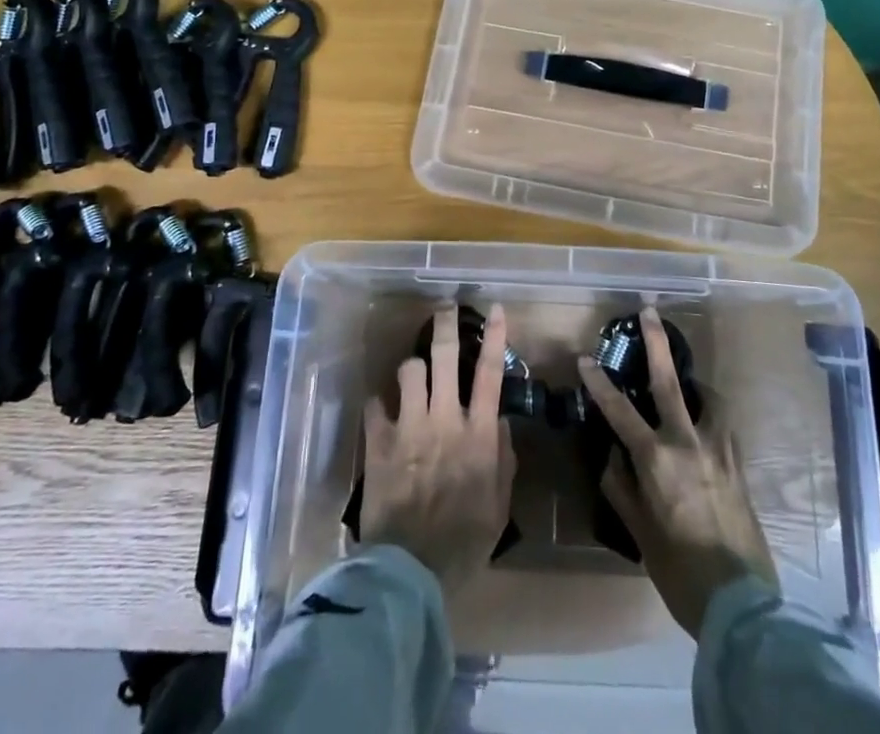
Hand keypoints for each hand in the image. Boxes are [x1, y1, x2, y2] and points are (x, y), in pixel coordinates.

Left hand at [361, 303, 517, 595]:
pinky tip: (381, 411)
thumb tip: (502, 425)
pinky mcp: (378, 442)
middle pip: (445, 356)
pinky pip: (375, 404)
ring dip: (413, 367)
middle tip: (444, 307)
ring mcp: (408, 427)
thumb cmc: (463, 543)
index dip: (494, 337)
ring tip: (414, 373)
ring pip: (409, 370)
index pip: (490, 373)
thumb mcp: (499, 507)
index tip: (496, 309)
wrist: (410, 572)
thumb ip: (504, 462)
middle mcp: (444, 419)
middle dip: (445, 325)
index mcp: (478, 435)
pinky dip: (379, 404)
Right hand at [578, 307, 776, 637]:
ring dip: (693, 381)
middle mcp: (689, 444)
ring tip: (686, 378)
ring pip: (707, 398)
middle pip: (669, 381)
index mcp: (658, 460)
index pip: (620, 411)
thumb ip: (622, 489)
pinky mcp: (739, 464)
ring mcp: (719, 451)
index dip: (600, 383)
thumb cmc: (681, 572)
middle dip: (657, 343)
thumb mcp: (641, 535)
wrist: (743, 605)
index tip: (585, 358)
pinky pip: (722, 424)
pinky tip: (705, 422)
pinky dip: (710, 412)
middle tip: (650, 310)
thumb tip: (612, 456)